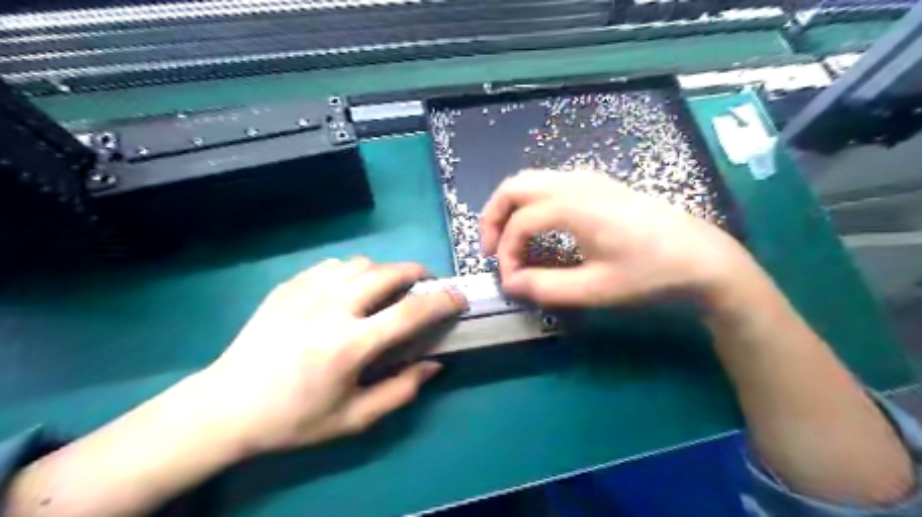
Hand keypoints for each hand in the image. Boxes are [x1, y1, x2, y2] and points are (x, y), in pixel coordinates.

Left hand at [199, 259, 463, 456]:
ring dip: (384, 271)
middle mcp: (331, 309)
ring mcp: (305, 292)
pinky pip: (332, 266)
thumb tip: (434, 364)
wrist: (227, 406)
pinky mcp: (287, 286)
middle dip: (417, 272)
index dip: (442, 301)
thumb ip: (401, 391)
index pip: (410, 312)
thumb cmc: (295, 418)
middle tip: (426, 284)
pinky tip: (350, 290)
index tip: (458, 298)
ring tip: (388, 288)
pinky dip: (353, 272)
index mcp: (349, 345)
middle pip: (387, 273)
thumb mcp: (354, 419)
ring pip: (360, 263)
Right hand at [479, 168, 751, 306]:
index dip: (506, 254)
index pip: (519, 224)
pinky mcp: (597, 184)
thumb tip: (511, 284)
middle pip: (514, 187)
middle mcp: (575, 182)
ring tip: (510, 241)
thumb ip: (545, 287)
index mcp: (573, 205)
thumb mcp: (595, 289)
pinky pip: (549, 184)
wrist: (702, 258)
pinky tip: (540, 229)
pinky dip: (531, 203)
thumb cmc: (650, 274)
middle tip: (491, 250)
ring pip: (530, 181)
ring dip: (511, 208)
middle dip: (494, 218)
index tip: (511, 282)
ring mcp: (588, 179)